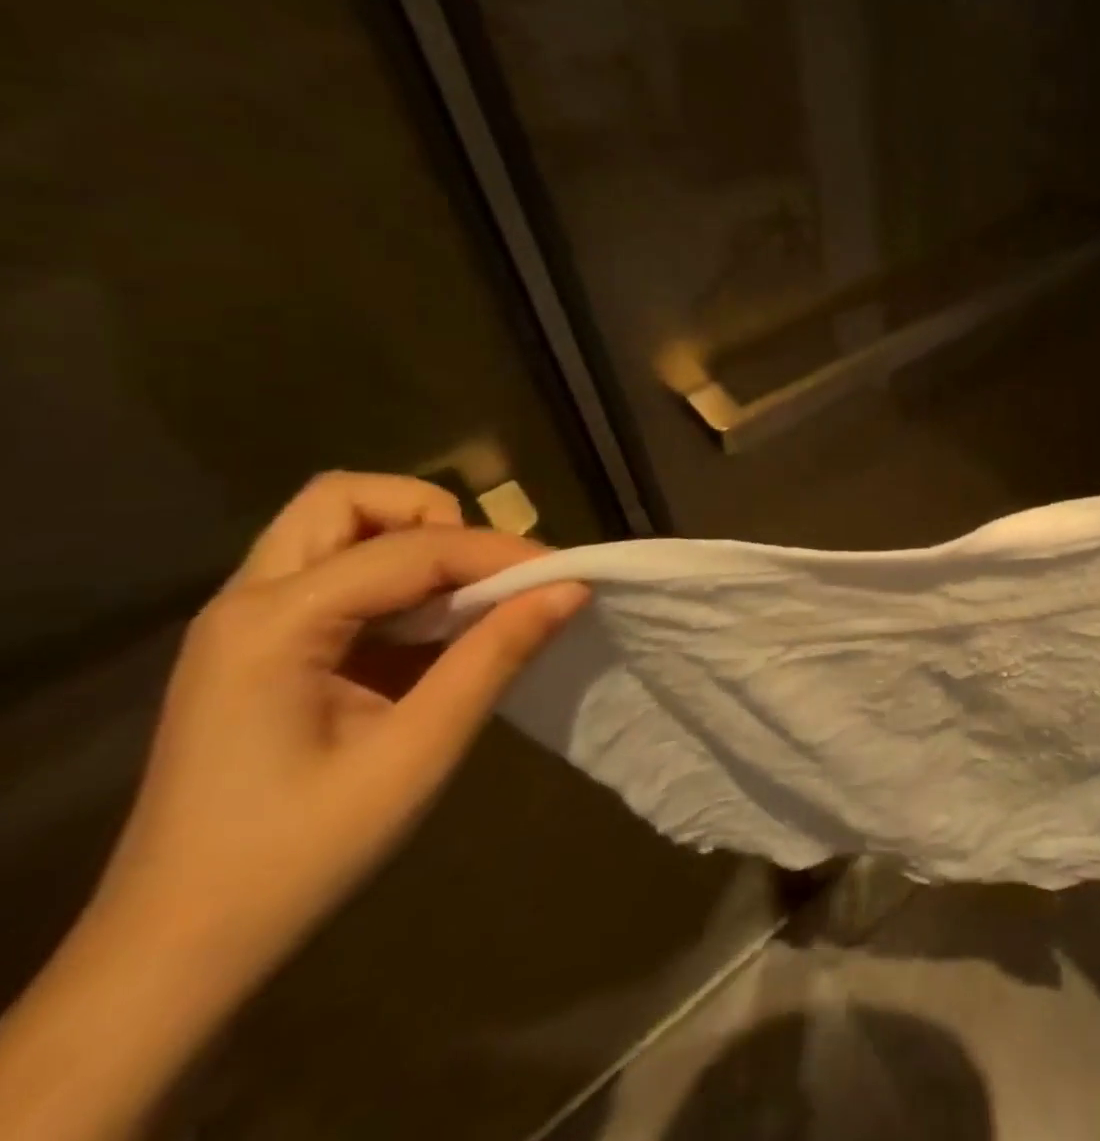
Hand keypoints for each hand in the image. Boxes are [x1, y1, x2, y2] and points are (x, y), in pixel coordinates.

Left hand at [91, 472, 587, 986]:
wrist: (176, 952)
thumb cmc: (297, 854)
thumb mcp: (417, 753)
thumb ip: (495, 656)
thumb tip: (570, 587)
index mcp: (272, 625)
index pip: (412, 548)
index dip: (500, 552)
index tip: (566, 575)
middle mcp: (248, 603)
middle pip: (346, 500)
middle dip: (432, 518)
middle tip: (484, 575)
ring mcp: (245, 624)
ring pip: (336, 527)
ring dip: (411, 542)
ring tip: (464, 597)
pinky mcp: (259, 648)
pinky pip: (336, 572)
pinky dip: (396, 578)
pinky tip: (430, 631)